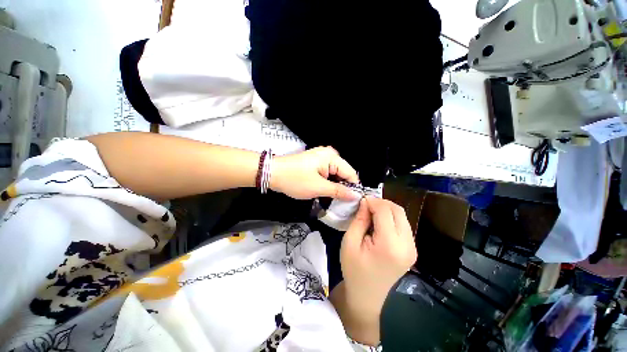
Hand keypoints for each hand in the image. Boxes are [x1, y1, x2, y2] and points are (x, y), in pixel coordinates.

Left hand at [270, 147, 359, 199]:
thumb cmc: (295, 180)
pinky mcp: (315, 163)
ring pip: (335, 175)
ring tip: (333, 200)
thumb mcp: (318, 187)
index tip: (353, 203)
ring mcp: (322, 158)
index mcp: (332, 157)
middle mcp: (329, 154)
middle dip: (343, 188)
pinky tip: (325, 192)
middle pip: (344, 173)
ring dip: (335, 187)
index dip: (353, 189)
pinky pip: (327, 174)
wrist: (272, 173)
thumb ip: (339, 191)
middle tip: (341, 204)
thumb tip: (356, 196)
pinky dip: (327, 183)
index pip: (351, 173)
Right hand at [340, 197, 416, 316]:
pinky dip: (391, 218)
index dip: (373, 201)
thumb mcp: (350, 242)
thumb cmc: (354, 269)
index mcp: (389, 245)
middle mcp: (406, 245)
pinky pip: (403, 225)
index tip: (361, 201)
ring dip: (387, 210)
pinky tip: (379, 223)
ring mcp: (412, 248)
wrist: (367, 296)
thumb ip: (359, 220)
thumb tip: (366, 202)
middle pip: (398, 210)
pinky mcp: (411, 250)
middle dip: (381, 203)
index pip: (385, 211)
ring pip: (402, 216)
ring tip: (371, 213)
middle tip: (366, 205)